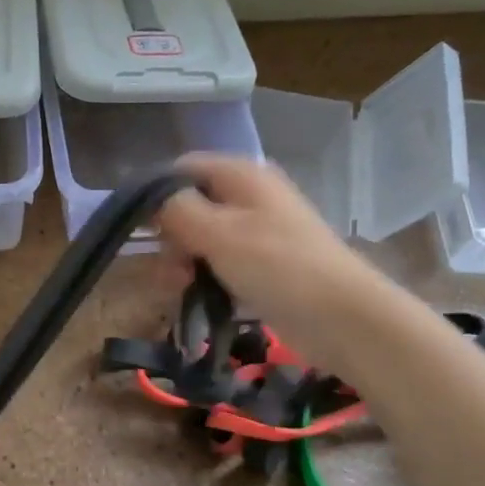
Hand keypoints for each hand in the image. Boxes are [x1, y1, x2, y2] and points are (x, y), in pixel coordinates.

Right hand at [155, 153, 387, 372]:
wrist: (343, 316)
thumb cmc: (278, 266)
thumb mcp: (218, 232)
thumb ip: (177, 209)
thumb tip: (151, 198)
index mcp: (241, 175)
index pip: (183, 168)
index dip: (156, 194)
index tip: (141, 230)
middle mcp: (250, 196)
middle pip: (191, 205)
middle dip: (172, 238)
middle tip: (171, 270)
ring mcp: (259, 231)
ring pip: (204, 239)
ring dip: (186, 263)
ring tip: (184, 290)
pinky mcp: (265, 265)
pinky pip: (222, 263)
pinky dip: (208, 278)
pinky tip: (202, 301)